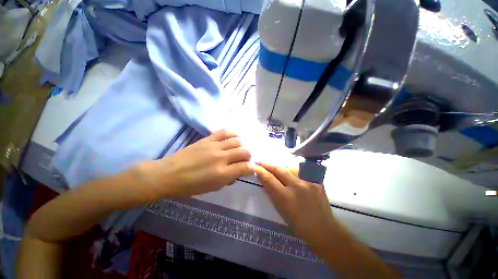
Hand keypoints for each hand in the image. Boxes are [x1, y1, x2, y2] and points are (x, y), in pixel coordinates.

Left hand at [138, 130, 253, 199]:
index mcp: (223, 173)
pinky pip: (224, 132)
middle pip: (244, 152)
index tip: (250, 169)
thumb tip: (238, 172)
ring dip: (241, 146)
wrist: (169, 174)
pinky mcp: (207, 139)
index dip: (251, 168)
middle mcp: (221, 158)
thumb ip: (229, 179)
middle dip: (248, 156)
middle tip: (244, 159)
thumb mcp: (213, 188)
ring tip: (238, 149)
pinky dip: (233, 133)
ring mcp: (214, 146)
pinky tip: (235, 136)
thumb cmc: (191, 186)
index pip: (245, 167)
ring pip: (237, 141)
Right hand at [253, 162, 336, 246]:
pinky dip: (293, 171)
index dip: (261, 171)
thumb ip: (272, 192)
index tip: (256, 166)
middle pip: (279, 169)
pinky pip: (301, 171)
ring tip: (276, 168)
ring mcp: (308, 181)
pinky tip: (291, 173)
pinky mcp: (317, 180)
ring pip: (290, 167)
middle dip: (268, 164)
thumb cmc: (298, 224)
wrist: (323, 229)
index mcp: (285, 198)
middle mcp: (297, 186)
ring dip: (281, 167)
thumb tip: (265, 179)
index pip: (269, 179)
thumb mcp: (280, 210)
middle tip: (261, 161)